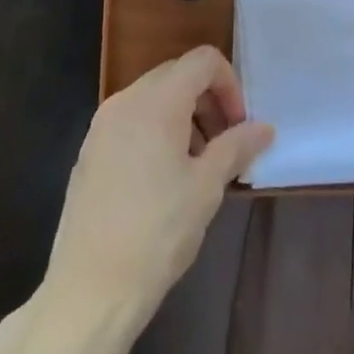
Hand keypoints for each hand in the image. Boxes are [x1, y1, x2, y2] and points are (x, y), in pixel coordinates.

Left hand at [45, 46, 273, 320]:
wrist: (88, 293)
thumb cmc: (156, 233)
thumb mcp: (206, 188)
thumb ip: (236, 147)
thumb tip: (264, 128)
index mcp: (157, 101)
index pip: (202, 61)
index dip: (230, 84)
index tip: (239, 126)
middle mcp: (126, 101)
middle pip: (177, 75)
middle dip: (208, 100)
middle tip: (225, 144)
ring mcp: (102, 126)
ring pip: (154, 98)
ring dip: (184, 117)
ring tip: (198, 166)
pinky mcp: (89, 152)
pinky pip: (132, 121)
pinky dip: (156, 132)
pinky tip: (164, 180)